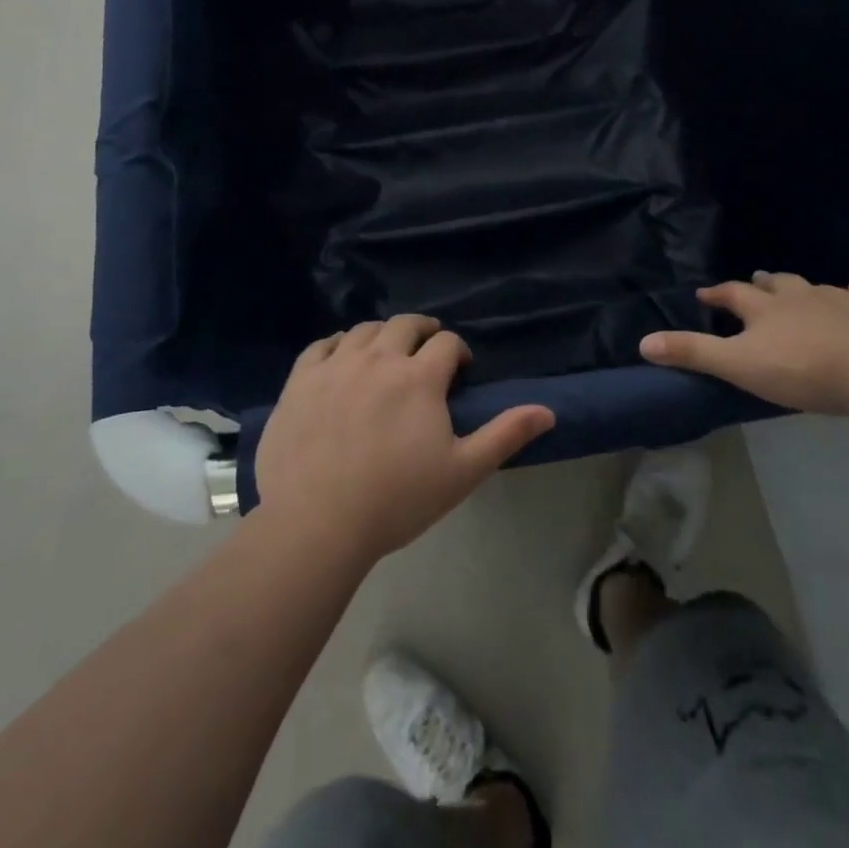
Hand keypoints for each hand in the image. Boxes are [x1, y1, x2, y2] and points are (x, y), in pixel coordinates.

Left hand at [255, 316, 555, 567]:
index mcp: (419, 377)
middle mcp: (379, 358)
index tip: (459, 369)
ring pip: (364, 331)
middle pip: (405, 325)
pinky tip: (341, 358)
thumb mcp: (462, 472)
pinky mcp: (300, 380)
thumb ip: (505, 435)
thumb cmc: (397, 500)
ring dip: (382, 335)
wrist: (317, 522)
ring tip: (386, 354)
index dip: (457, 351)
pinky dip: (338, 344)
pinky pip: (321, 346)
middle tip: (426, 351)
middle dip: (422, 332)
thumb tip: (548, 410)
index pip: (446, 342)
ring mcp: (335, 366)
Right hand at [639, 273, 848, 415]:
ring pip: (817, 288)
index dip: (718, 293)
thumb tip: (643, 342)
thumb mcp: (739, 365)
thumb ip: (694, 354)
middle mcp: (801, 297)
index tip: (705, 293)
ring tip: (799, 289)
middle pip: (776, 284)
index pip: (733, 294)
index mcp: (766, 309)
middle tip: (755, 280)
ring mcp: (842, 301)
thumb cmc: (802, 369)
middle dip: (762, 283)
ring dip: (803, 288)